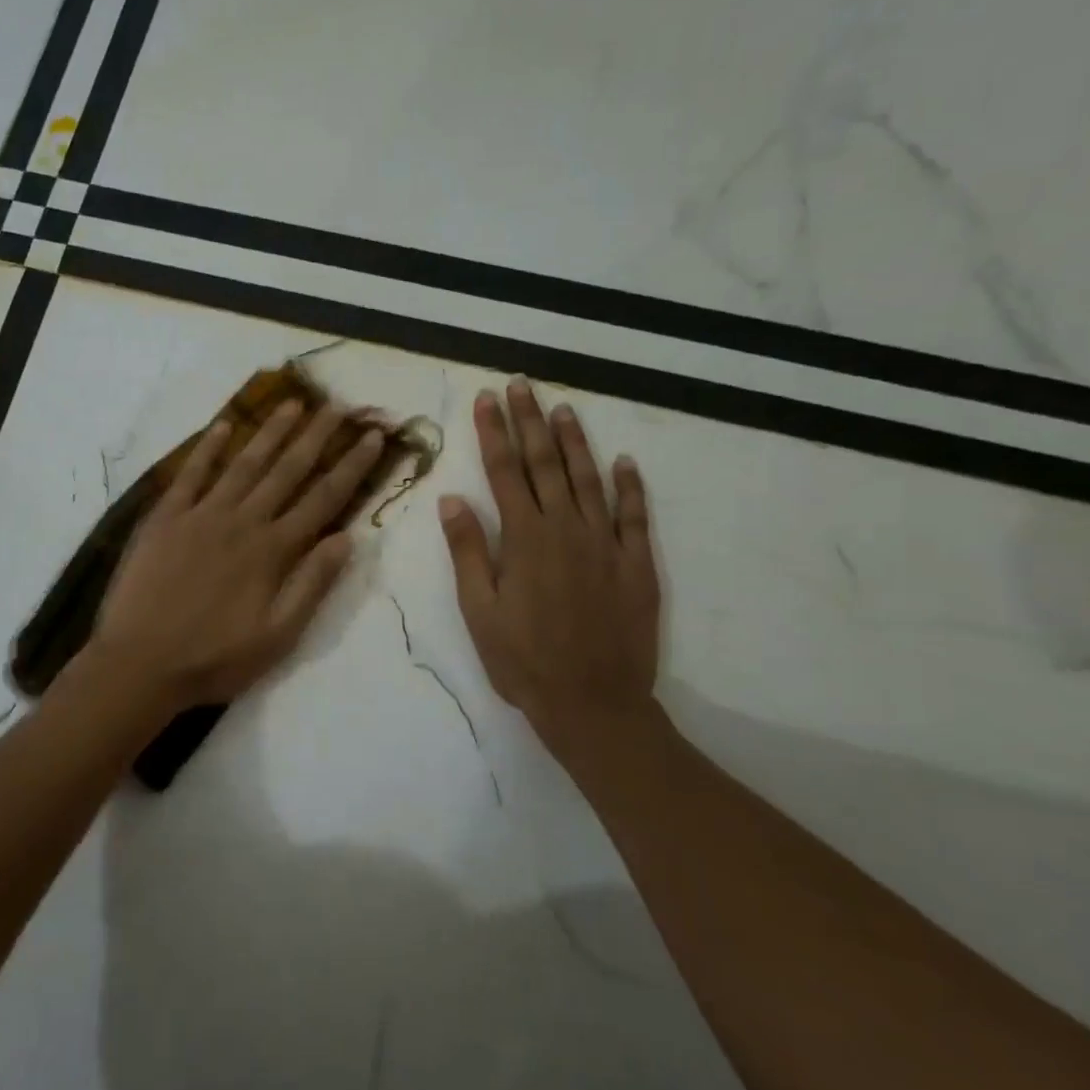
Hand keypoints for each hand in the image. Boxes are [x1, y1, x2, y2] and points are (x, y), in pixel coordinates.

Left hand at [89, 400, 385, 714]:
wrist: (140, 662)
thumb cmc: (214, 658)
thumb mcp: (278, 636)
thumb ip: (312, 584)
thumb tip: (347, 538)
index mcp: (273, 551)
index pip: (323, 499)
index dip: (351, 466)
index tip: (372, 437)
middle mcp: (242, 521)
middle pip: (287, 470)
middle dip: (315, 436)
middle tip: (336, 404)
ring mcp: (201, 515)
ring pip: (244, 463)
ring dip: (270, 431)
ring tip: (292, 403)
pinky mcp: (165, 517)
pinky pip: (190, 474)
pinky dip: (207, 449)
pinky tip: (223, 426)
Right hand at [439, 380, 660, 754]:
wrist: (594, 703)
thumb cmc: (523, 661)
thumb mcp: (479, 611)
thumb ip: (468, 551)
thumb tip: (452, 499)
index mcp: (524, 539)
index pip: (504, 472)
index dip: (494, 432)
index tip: (486, 399)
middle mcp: (566, 529)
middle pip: (546, 463)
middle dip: (530, 422)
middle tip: (521, 385)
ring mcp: (606, 545)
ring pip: (589, 479)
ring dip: (576, 441)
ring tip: (564, 409)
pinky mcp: (636, 565)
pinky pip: (634, 516)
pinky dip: (630, 487)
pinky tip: (625, 463)